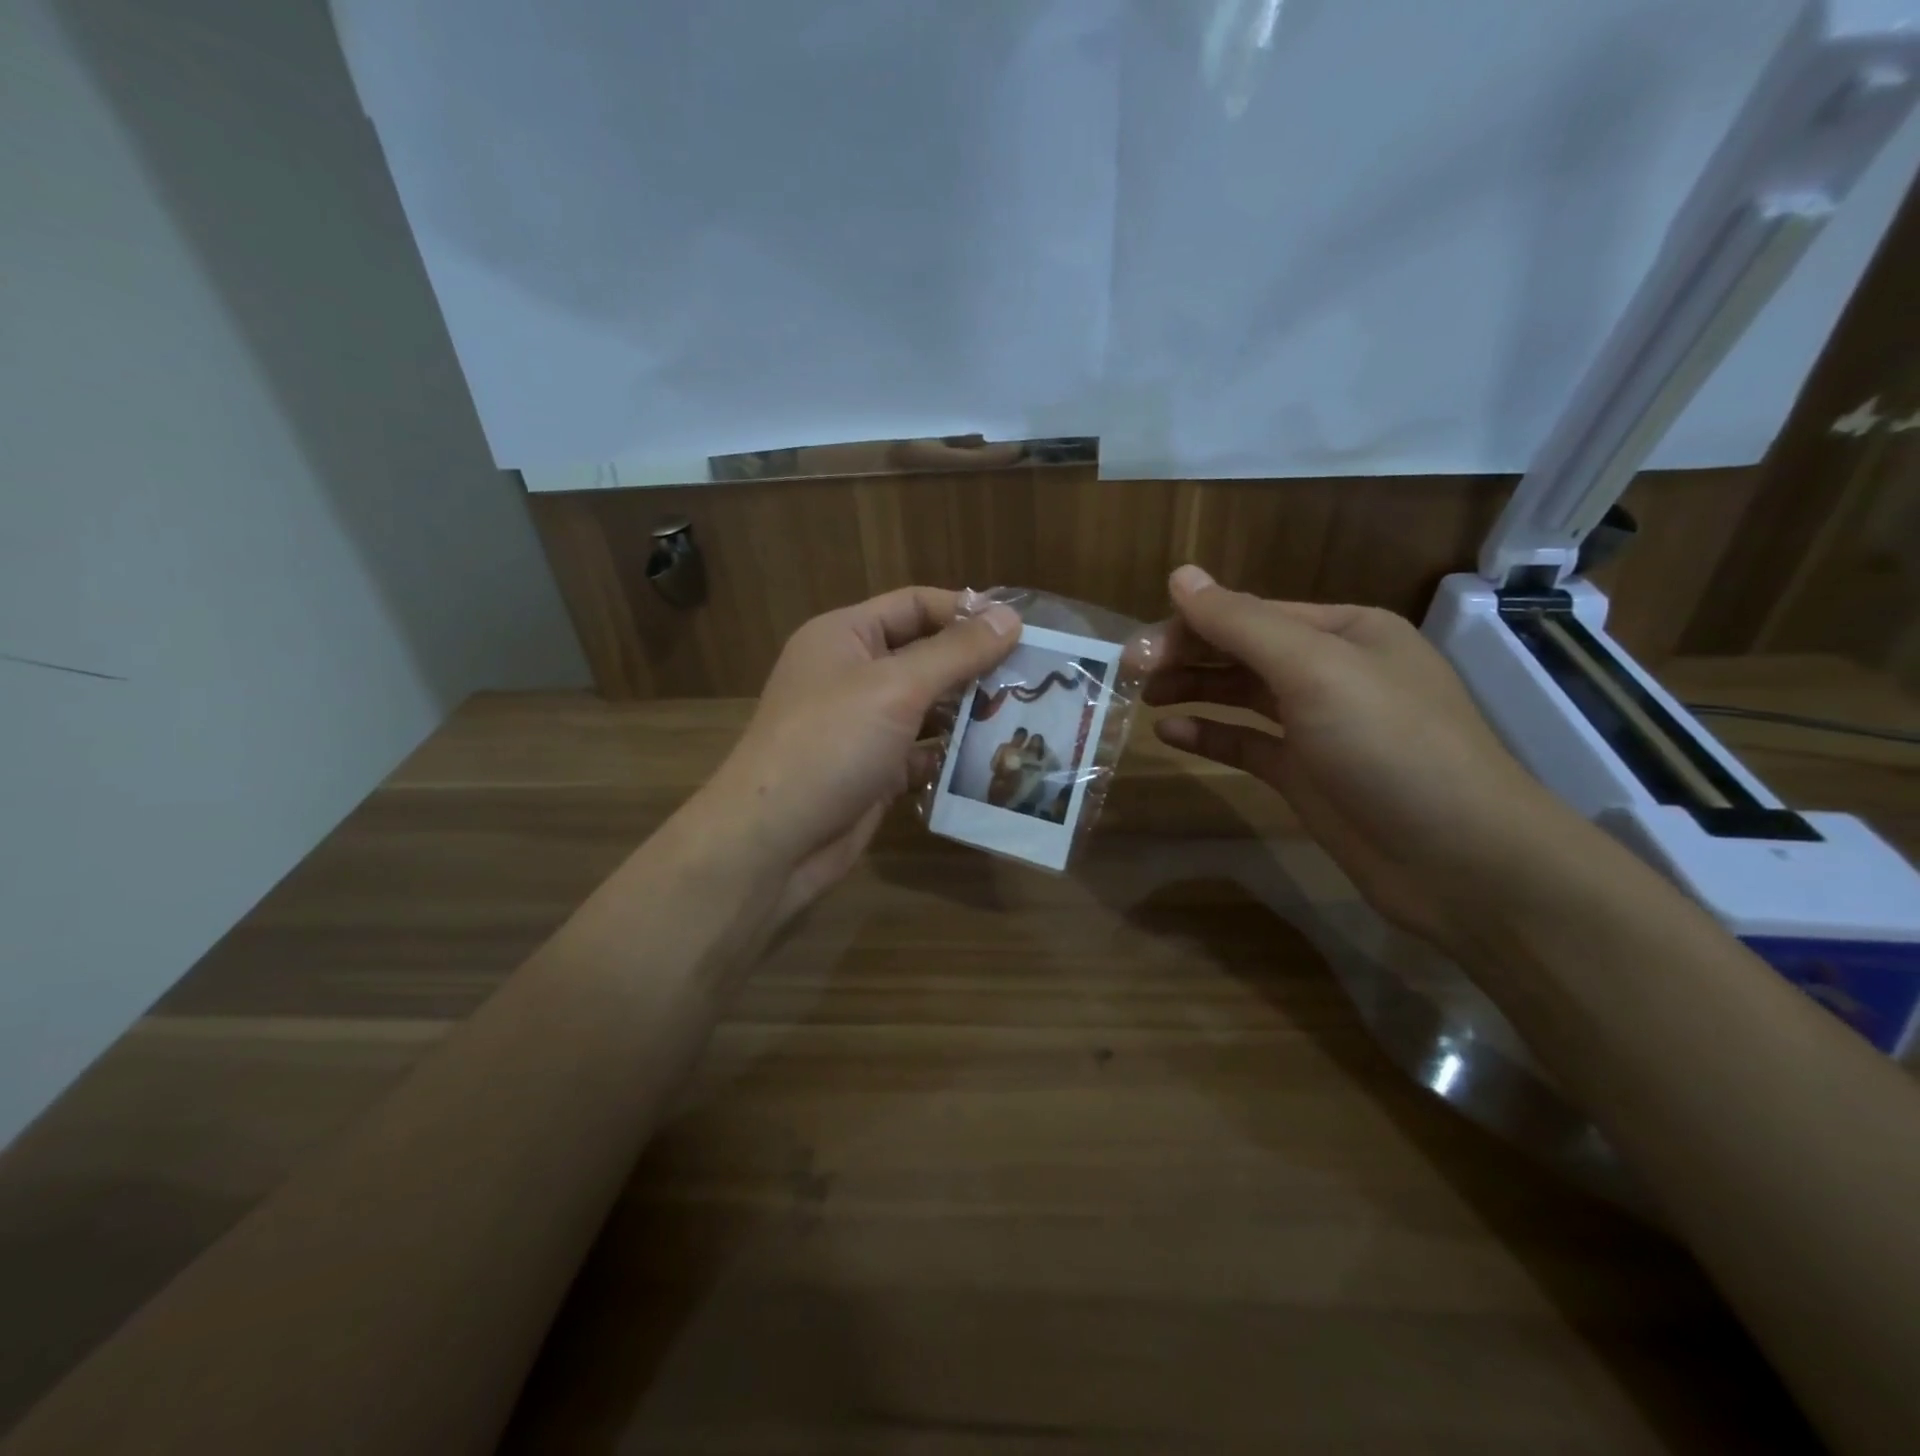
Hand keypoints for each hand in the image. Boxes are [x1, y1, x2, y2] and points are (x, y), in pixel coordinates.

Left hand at [691, 587, 1019, 926]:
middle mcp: (851, 675)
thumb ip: (955, 652)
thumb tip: (1010, 617)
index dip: (966, 612)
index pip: (914, 605)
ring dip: (969, 714)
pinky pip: (920, 753)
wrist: (774, 840)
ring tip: (1026, 719)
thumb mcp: (896, 687)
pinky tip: (992, 762)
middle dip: (975, 667)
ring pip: (926, 708)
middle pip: (924, 657)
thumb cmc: (831, 744)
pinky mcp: (872, 771)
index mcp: (845, 636)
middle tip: (1035, 679)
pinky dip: (950, 757)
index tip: (1022, 630)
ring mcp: (861, 726)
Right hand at [1145, 565, 1582, 955]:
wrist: (1458, 860)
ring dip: (1193, 690)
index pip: (1251, 613)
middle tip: (1128, 674)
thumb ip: (1242, 623)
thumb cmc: (1389, 745)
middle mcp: (1332, 670)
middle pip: (1242, 651)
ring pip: (1241, 695)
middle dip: (1186, 656)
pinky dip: (1210, 734)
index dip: (1190, 625)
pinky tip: (1171, 734)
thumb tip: (1180, 575)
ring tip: (1143, 698)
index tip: (1136, 649)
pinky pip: (1247, 743)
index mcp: (1344, 631)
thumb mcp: (1314, 669)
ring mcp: (1319, 726)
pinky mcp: (1307, 774)